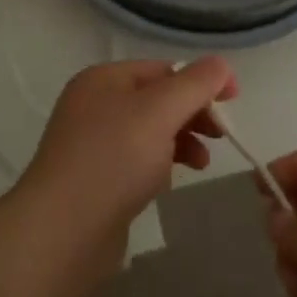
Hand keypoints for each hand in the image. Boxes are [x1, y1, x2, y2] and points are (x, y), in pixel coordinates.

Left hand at [16, 58, 238, 276]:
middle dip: (192, 113)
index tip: (234, 101)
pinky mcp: (95, 179)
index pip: (163, 69)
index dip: (201, 81)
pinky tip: (170, 182)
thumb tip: (222, 65)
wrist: (62, 232)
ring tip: (202, 163)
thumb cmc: (113, 160)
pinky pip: (136, 161)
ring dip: (181, 140)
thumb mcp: (160, 112)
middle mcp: (94, 104)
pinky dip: (159, 164)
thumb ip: (194, 85)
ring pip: (149, 131)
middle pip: (157, 99)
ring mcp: (92, 143)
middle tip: (221, 137)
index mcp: (104, 78)